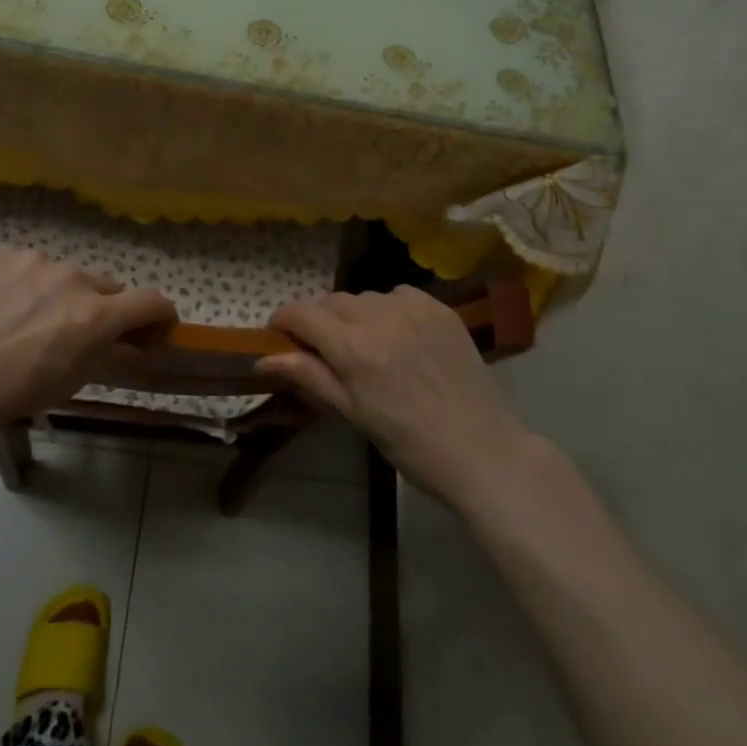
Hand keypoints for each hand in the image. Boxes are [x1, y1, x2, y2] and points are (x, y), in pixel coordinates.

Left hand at [0, 247, 175, 447]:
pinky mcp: (5, 253)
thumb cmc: (5, 394)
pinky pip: (32, 266)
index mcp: (93, 315)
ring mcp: (36, 260)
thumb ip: (108, 356)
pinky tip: (2, 307)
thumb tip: (135, 343)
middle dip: (104, 309)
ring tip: (28, 321)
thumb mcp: (66, 384)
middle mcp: (73, 278)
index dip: (161, 314)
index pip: (151, 301)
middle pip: (108, 288)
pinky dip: (29, 283)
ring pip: (68, 275)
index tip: (157, 327)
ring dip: (64, 294)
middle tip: (77, 334)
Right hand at [259, 287, 532, 510]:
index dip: (283, 321)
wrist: (483, 450)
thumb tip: (263, 359)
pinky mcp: (439, 308)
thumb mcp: (353, 414)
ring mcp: (413, 308)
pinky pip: (398, 295)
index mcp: (354, 348)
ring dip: (353, 314)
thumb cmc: (410, 444)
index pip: (302, 314)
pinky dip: (388, 309)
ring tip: (365, 344)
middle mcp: (380, 316)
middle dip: (318, 320)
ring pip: (364, 297)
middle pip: (331, 302)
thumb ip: (309, 376)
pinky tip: (398, 335)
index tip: (279, 335)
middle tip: (322, 349)